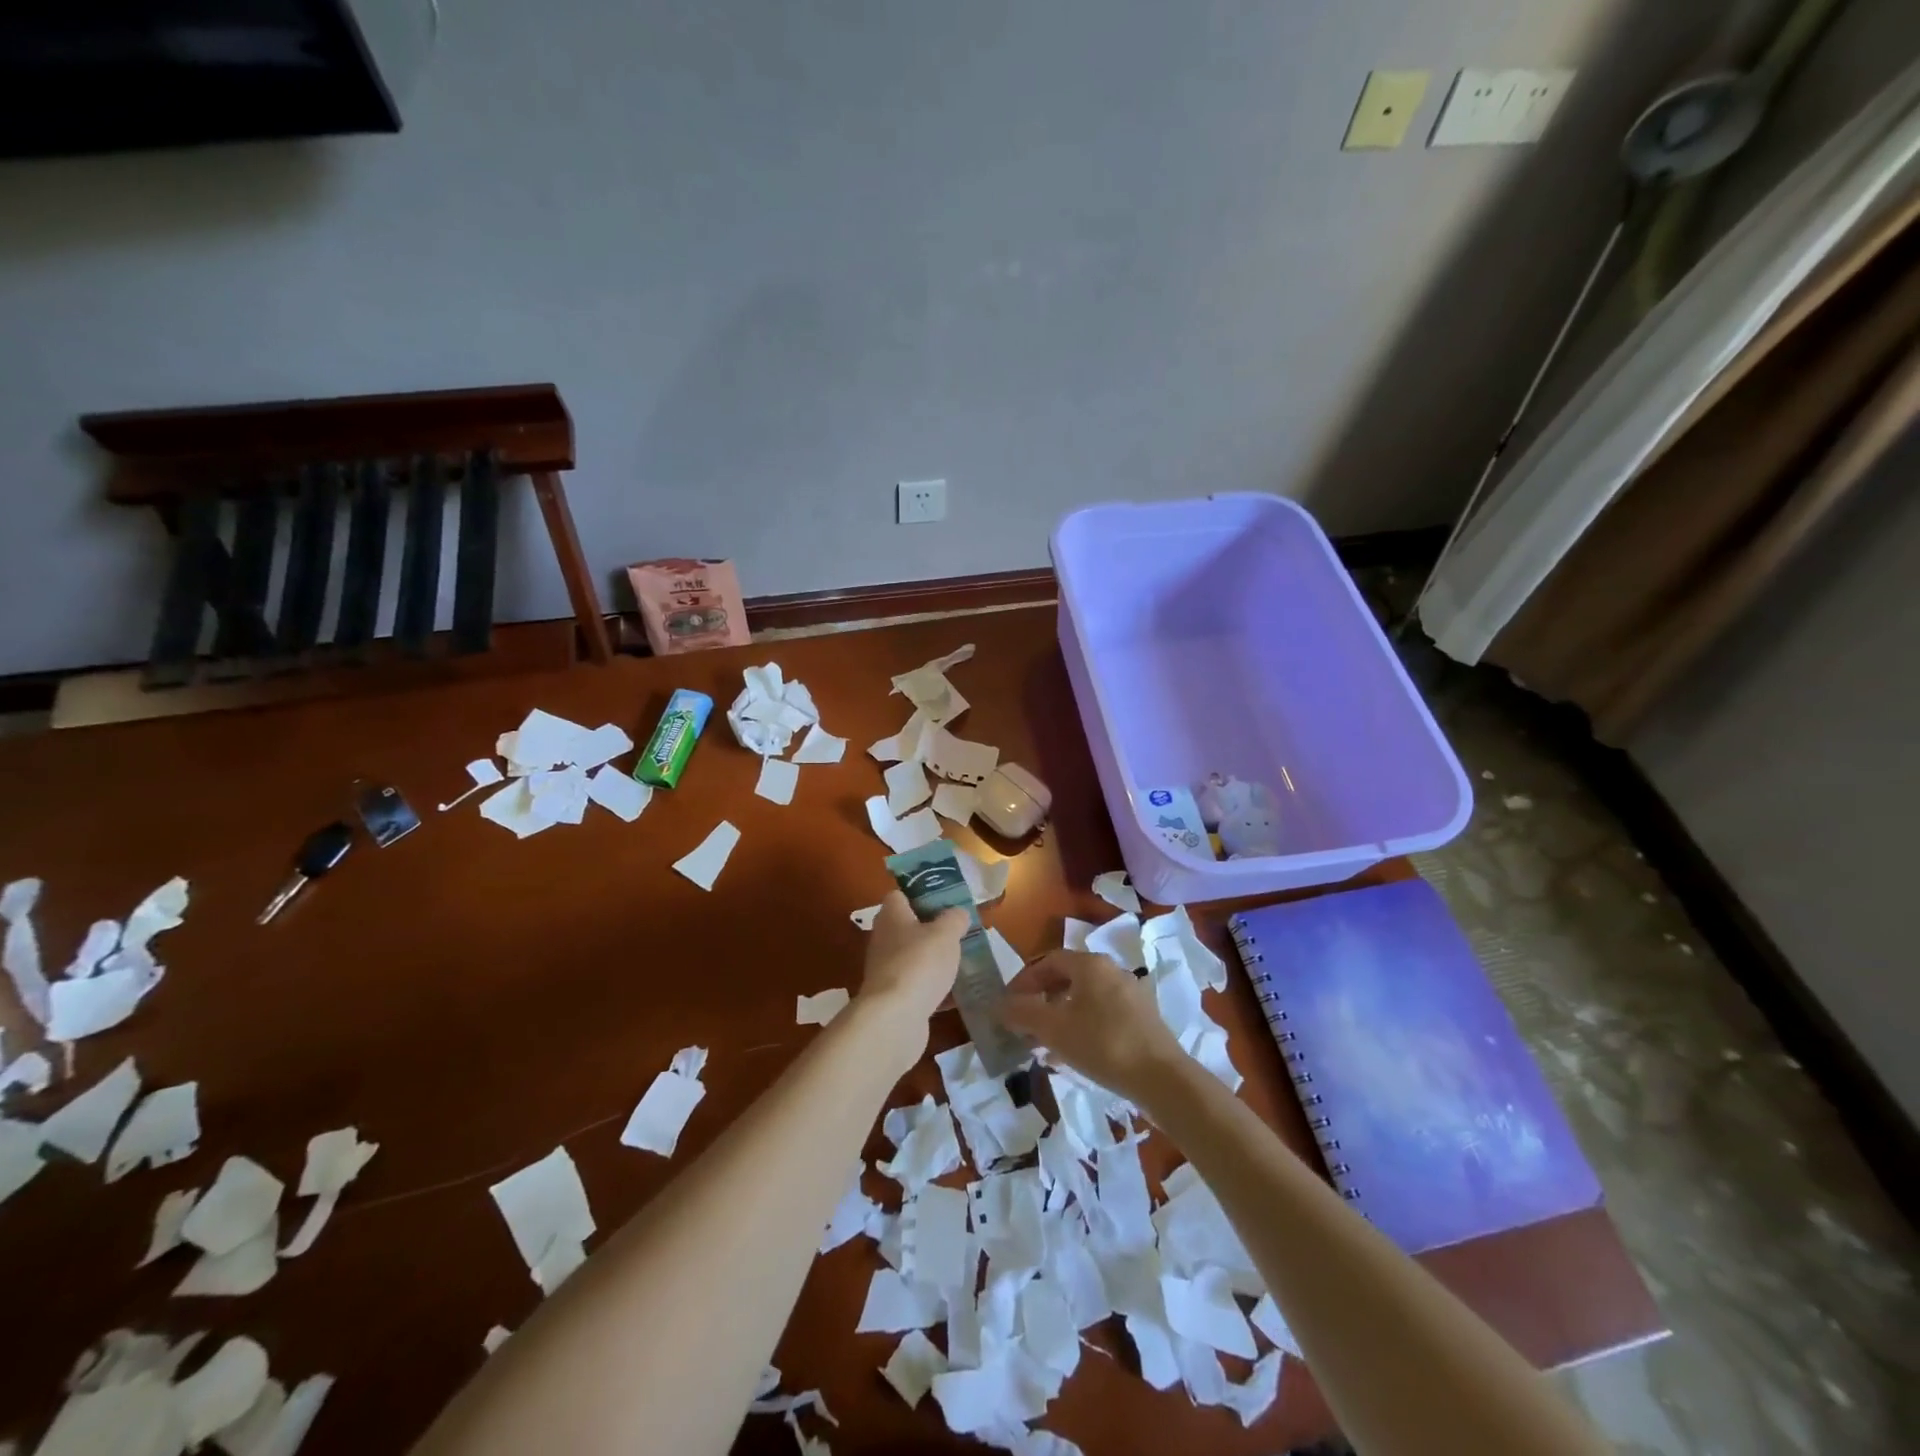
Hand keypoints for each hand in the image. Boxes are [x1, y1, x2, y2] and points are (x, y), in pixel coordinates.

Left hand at [857, 892, 966, 1069]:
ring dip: (935, 961)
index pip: (899, 896)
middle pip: (908, 927)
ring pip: (915, 958)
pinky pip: (919, 987)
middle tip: (960, 933)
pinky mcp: (894, 999)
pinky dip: (936, 990)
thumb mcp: (946, 933)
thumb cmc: (919, 963)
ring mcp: (887, 971)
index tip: (945, 901)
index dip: (920, 894)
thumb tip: (957, 913)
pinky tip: (958, 995)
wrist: (895, 1019)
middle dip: (933, 930)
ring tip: (963, 962)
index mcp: (892, 916)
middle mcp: (884, 940)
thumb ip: (954, 919)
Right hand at [1001, 950, 1187, 1105]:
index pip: (1047, 961)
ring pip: (1084, 999)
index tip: (1008, 1005)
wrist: (1162, 1078)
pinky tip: (1073, 1054)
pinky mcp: (1142, 1018)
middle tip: (1024, 1025)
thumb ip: (1022, 1013)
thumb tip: (998, 1005)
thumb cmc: (1102, 1044)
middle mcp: (1111, 970)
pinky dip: (1081, 1027)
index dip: (1024, 981)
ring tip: (1044, 1044)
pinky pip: (1102, 1014)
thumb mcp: (1053, 1029)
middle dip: (1041, 1001)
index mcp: (1090, 964)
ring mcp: (1130, 994)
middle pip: (1066, 978)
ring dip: (1060, 1016)